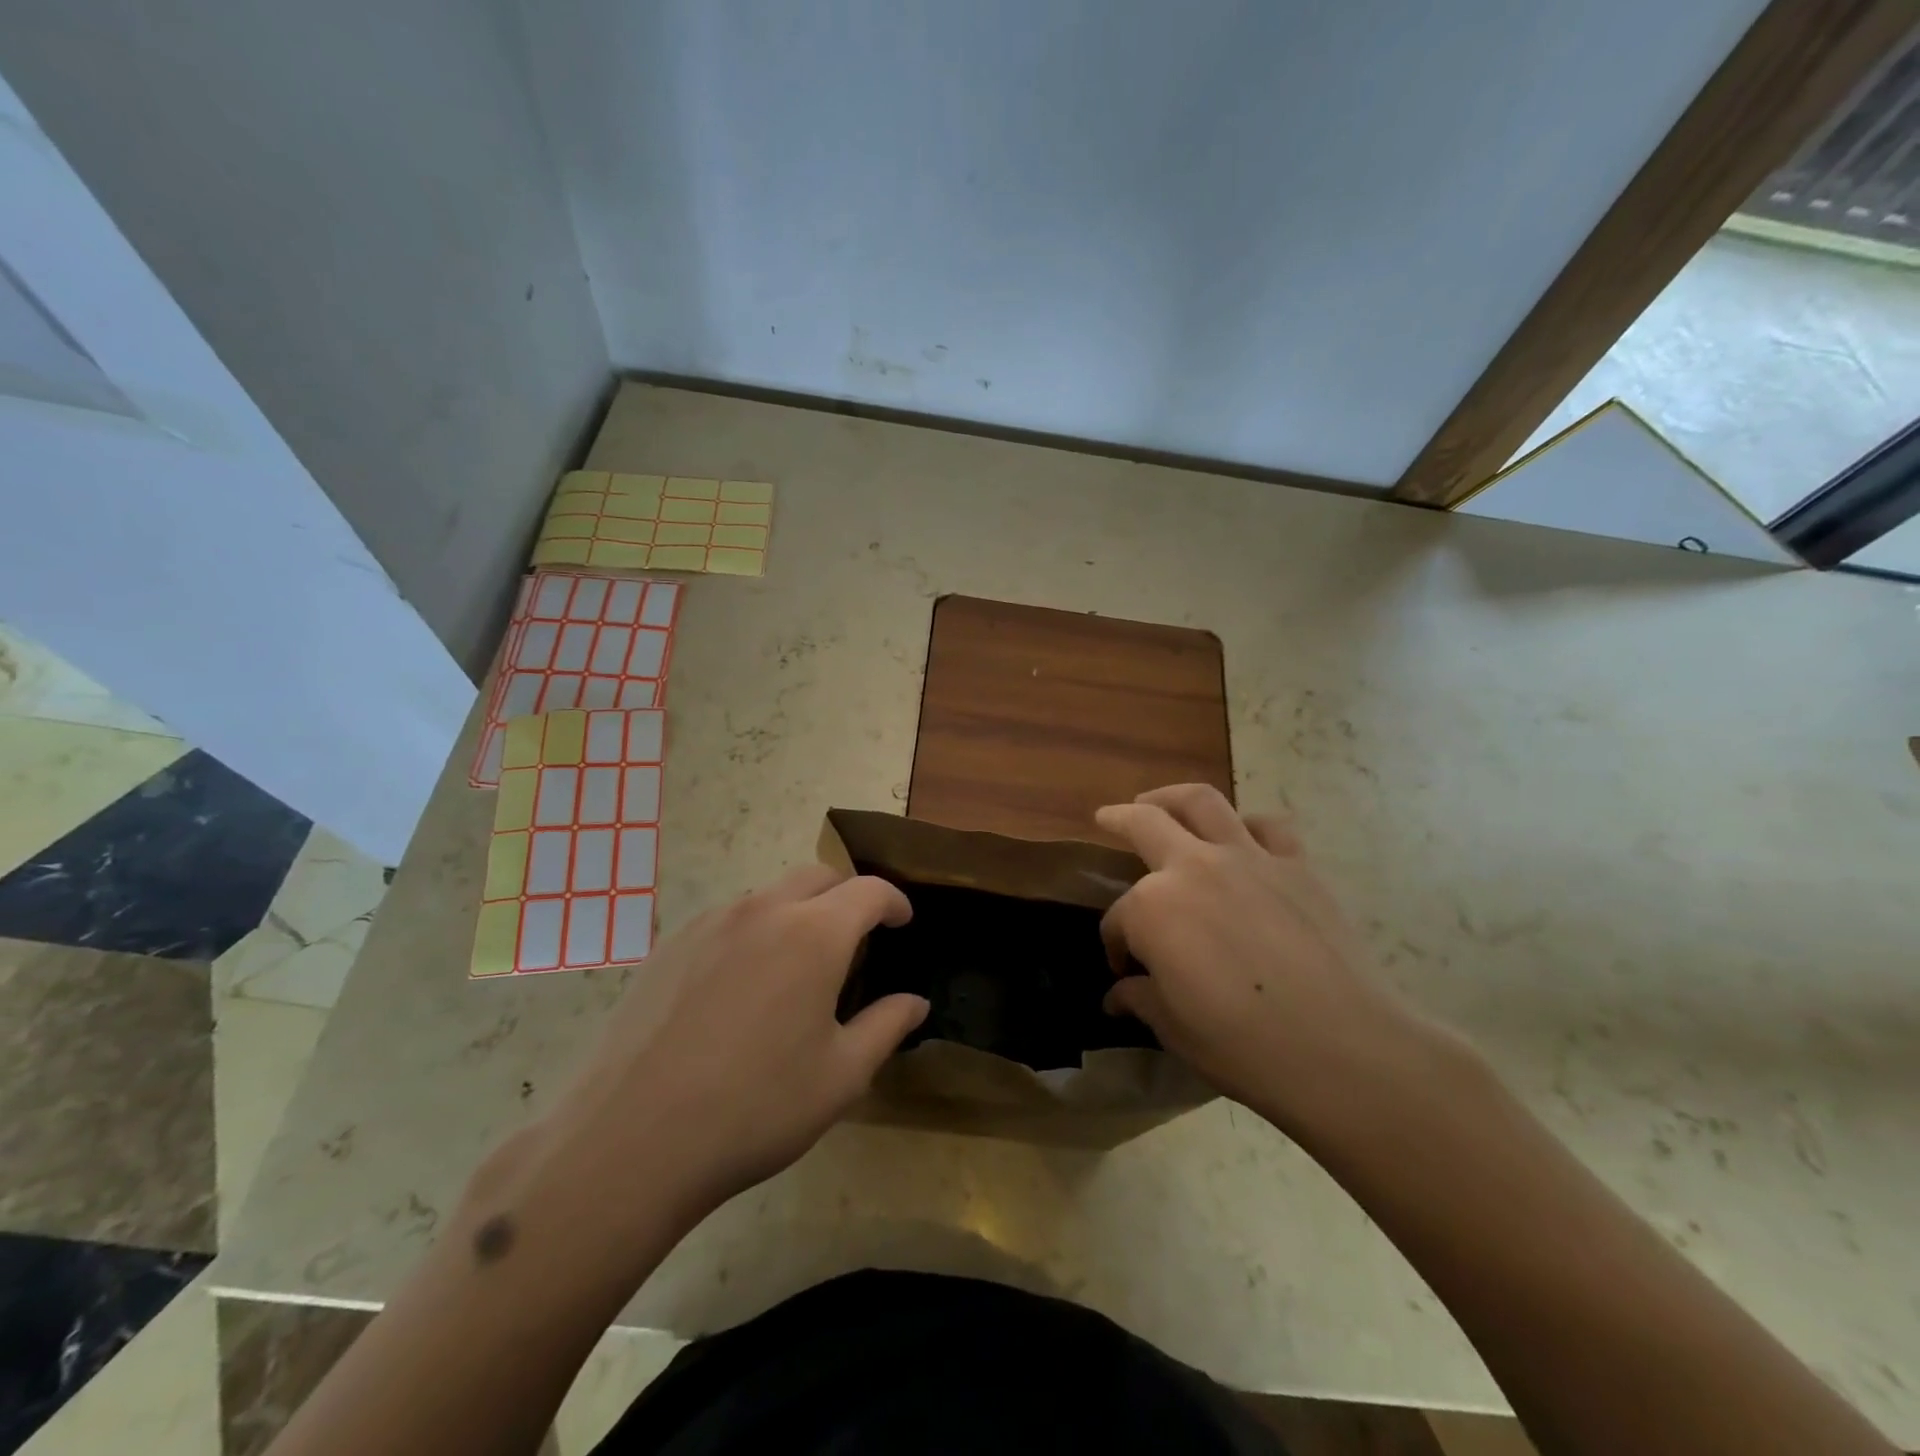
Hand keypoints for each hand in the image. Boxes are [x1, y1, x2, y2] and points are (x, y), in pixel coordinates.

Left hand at [539, 865, 927, 1222]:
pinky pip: (728, 919)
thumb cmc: (755, 1108)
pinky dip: (754, 931)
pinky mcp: (671, 945)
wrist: (632, 1140)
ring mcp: (710, 924)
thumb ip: (886, 1026)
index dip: (894, 901)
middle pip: (818, 876)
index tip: (903, 921)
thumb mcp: (841, 1076)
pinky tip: (742, 986)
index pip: (868, 891)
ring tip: (798, 965)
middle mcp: (763, 911)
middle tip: (857, 938)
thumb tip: (916, 1002)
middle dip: (847, 896)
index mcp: (814, 934)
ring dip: (799, 912)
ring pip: (770, 895)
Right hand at [1097, 784, 1433, 1137]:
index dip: (1115, 947)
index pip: (1119, 921)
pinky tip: (1241, 838)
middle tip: (1105, 817)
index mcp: (1153, 909)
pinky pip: (1268, 826)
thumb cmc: (1245, 1046)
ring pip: (1201, 802)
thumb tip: (1118, 996)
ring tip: (1158, 801)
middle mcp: (1193, 867)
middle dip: (1117, 819)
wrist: (1344, 1049)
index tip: (1122, 972)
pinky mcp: (1296, 865)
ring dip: (1170, 796)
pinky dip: (1248, 825)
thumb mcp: (1175, 1029)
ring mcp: (1248, 858)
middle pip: (1144, 824)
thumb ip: (1141, 999)